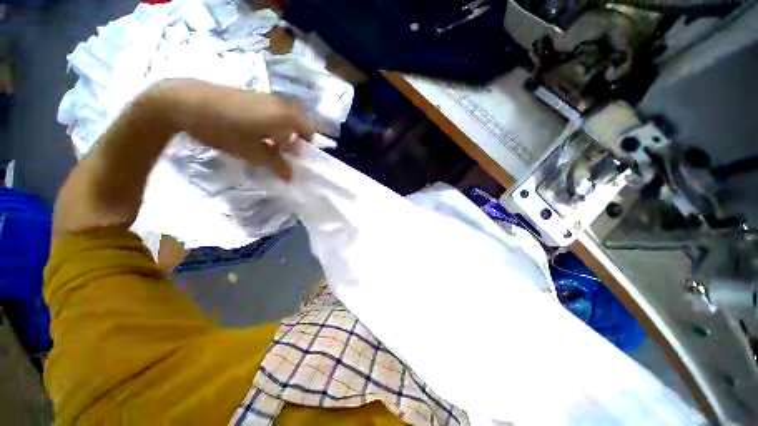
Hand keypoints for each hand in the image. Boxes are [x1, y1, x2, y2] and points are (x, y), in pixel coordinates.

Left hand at [148, 80, 314, 179]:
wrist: (185, 102)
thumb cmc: (225, 130)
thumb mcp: (253, 153)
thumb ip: (277, 165)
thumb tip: (291, 177)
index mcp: (285, 117)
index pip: (309, 130)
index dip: (306, 145)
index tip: (294, 156)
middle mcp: (280, 104)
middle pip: (299, 123)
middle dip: (295, 139)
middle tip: (282, 152)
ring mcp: (265, 97)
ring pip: (285, 117)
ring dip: (283, 132)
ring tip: (265, 144)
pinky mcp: (251, 94)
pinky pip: (271, 111)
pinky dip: (271, 124)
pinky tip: (252, 132)